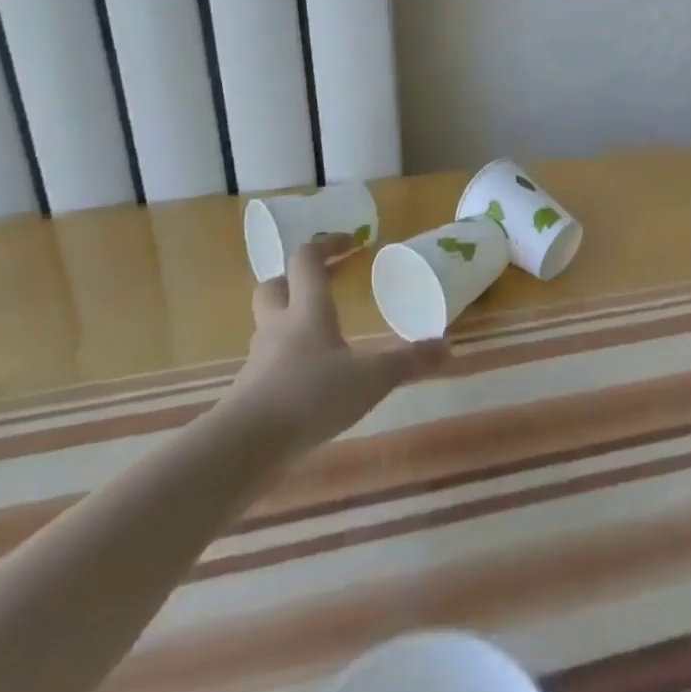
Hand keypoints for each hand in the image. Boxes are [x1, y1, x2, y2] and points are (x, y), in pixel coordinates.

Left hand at [215, 233, 447, 454]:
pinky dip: (283, 363)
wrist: (243, 449)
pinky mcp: (247, 393)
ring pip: (267, 326)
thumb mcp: (371, 379)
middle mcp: (278, 326)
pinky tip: (306, 383)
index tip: (351, 242)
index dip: (327, 245)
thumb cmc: (310, 396)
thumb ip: (407, 362)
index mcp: (307, 310)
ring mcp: (258, 360)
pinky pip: (265, 364)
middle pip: (273, 285)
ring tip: (319, 336)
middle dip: (294, 279)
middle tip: (323, 284)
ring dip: (288, 321)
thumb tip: (446, 346)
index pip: (307, 259)